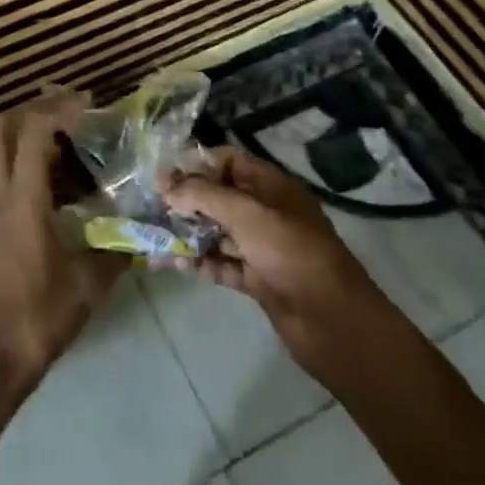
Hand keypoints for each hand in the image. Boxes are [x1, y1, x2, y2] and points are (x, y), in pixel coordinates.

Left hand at [0, 90, 124, 423]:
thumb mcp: (87, 287)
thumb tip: (141, 235)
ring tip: (64, 137)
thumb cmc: (37, 318)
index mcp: (22, 199)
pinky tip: (50, 178)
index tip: (87, 105)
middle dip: (31, 108)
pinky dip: (19, 158)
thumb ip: (115, 253)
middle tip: (68, 110)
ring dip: (24, 132)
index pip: (32, 131)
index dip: (58, 108)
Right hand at [164, 147, 383, 378]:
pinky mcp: (258, 279)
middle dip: (186, 200)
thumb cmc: (291, 253)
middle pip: (219, 197)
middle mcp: (266, 211)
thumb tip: (166, 185)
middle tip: (151, 207)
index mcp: (270, 186)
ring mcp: (262, 247)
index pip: (228, 162)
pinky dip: (200, 263)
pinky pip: (222, 264)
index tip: (164, 175)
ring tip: (152, 237)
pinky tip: (173, 264)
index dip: (196, 165)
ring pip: (218, 232)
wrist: (333, 323)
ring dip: (188, 233)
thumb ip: (203, 195)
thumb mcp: (246, 214)